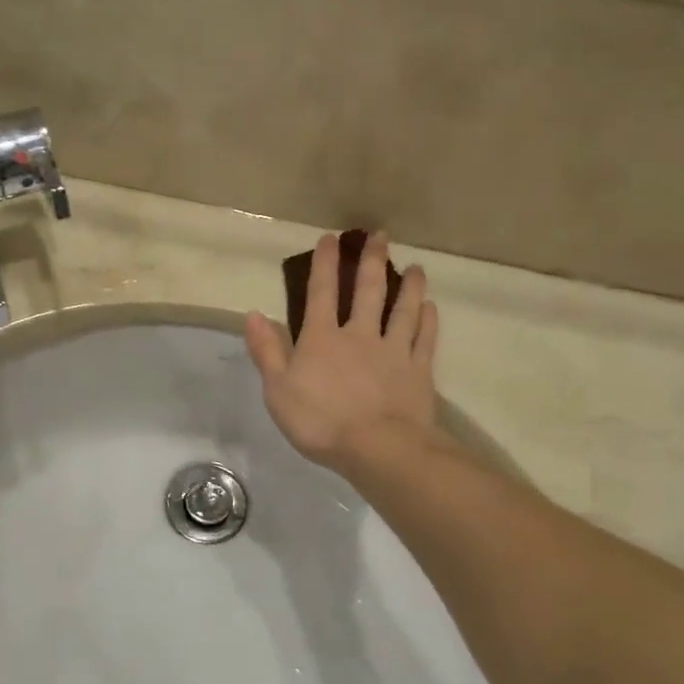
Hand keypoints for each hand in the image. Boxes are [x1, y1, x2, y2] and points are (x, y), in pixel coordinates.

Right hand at [245, 232, 440, 474]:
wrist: (378, 448)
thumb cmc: (321, 421)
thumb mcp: (278, 390)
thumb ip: (267, 351)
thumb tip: (253, 314)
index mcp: (323, 339)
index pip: (321, 293)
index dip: (324, 264)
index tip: (330, 239)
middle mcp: (360, 336)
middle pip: (368, 291)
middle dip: (371, 261)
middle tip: (380, 235)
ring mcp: (394, 351)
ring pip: (403, 310)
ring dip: (409, 286)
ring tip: (416, 266)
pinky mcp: (419, 371)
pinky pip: (424, 339)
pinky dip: (428, 321)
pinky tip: (430, 307)